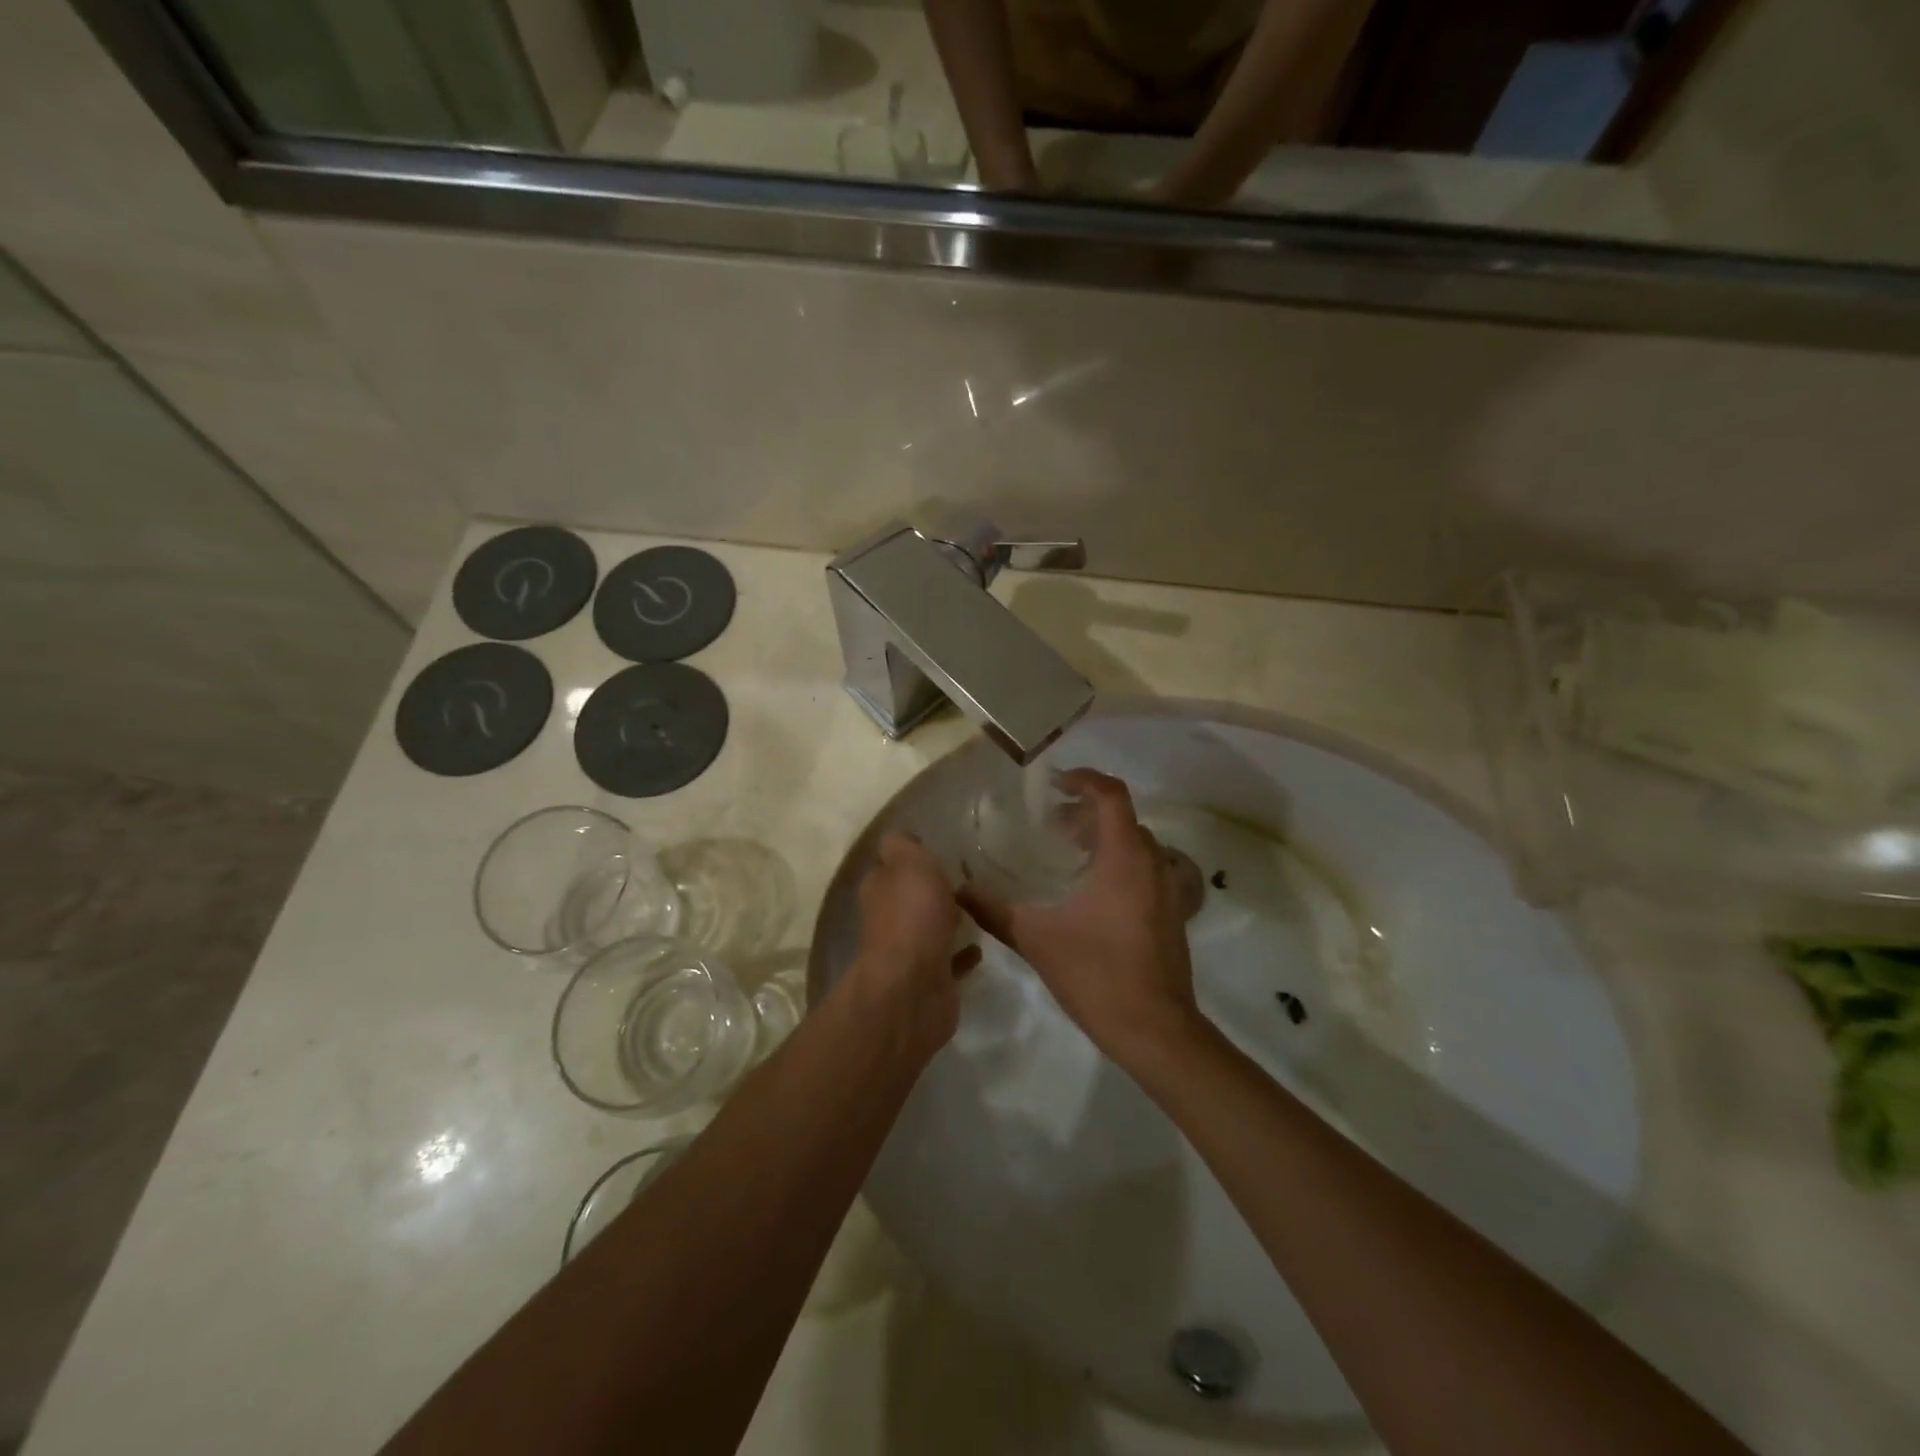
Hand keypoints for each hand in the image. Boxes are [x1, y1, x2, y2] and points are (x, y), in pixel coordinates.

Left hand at [850, 832, 978, 1052]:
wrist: (915, 984)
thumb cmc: (913, 913)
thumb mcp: (908, 862)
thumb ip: (903, 846)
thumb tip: (898, 837)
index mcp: (880, 888)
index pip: (889, 865)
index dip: (908, 856)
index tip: (935, 848)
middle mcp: (888, 919)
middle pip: (908, 898)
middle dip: (929, 890)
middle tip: (963, 877)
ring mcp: (909, 952)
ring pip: (928, 928)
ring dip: (946, 920)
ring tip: (976, 907)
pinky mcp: (931, 979)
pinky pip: (949, 960)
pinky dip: (962, 954)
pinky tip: (981, 947)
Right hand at [958, 770, 1199, 1066]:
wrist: (1155, 1030)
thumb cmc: (1097, 974)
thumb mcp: (1036, 939)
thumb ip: (994, 910)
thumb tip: (957, 890)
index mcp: (1124, 857)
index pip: (1111, 795)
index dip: (1084, 779)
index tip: (1055, 783)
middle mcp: (1154, 864)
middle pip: (1124, 818)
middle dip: (1088, 812)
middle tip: (1052, 822)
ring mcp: (1170, 890)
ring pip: (1139, 845)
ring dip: (1107, 838)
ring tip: (1070, 852)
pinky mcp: (1174, 914)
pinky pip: (1149, 870)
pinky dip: (1122, 864)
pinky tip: (1094, 892)